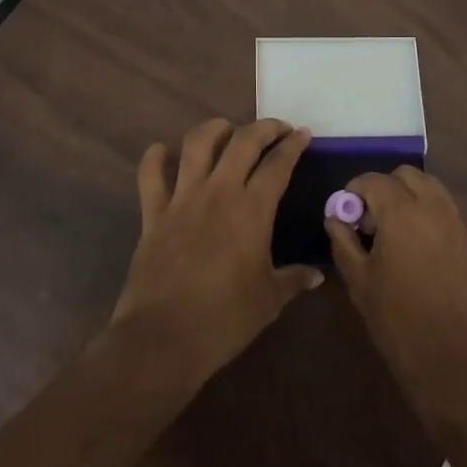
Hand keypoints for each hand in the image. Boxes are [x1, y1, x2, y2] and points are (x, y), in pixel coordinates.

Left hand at [109, 117, 321, 392]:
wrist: (163, 339)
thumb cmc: (224, 320)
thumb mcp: (269, 300)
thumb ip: (293, 279)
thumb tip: (316, 275)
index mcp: (252, 209)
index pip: (278, 164)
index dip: (293, 145)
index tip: (303, 134)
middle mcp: (218, 192)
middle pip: (242, 141)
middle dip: (264, 127)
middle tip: (276, 129)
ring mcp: (182, 199)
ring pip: (196, 144)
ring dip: (214, 129)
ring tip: (226, 129)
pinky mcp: (153, 214)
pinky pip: (150, 175)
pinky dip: (155, 157)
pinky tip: (164, 151)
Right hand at [325, 167, 466, 429]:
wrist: (456, 360)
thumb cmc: (399, 321)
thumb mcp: (359, 282)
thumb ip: (344, 242)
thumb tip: (335, 217)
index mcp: (401, 211)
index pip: (372, 180)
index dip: (353, 192)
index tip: (344, 216)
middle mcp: (431, 206)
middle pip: (404, 175)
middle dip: (382, 189)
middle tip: (368, 223)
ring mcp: (453, 221)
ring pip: (427, 186)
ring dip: (406, 196)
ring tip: (390, 232)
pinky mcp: (466, 239)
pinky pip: (442, 206)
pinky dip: (424, 210)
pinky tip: (411, 245)